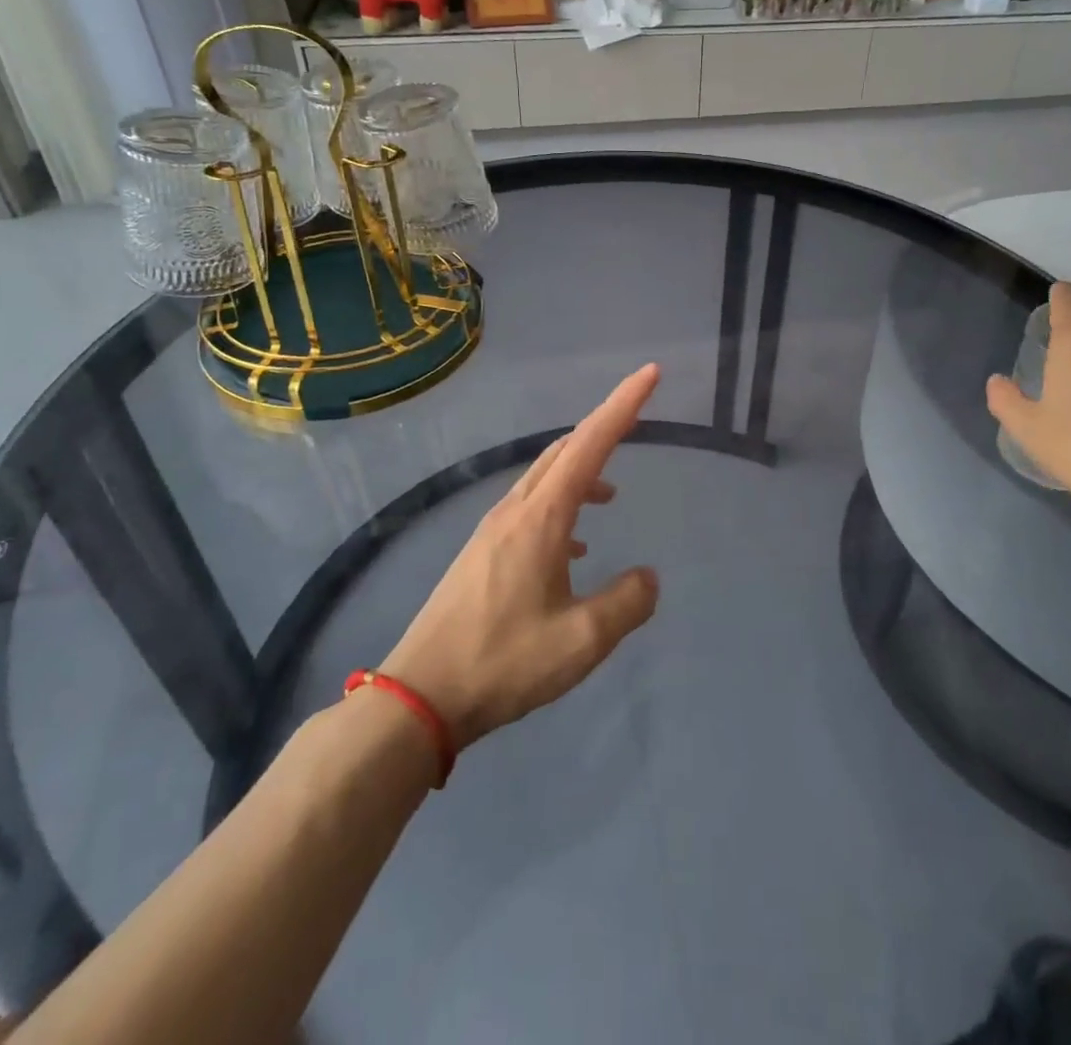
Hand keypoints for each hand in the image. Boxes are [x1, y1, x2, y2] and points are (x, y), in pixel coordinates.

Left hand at [379, 364, 662, 747]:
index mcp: (542, 517)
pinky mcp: (482, 551)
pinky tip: (573, 545)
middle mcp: (516, 510)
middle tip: (638, 416)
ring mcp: (493, 529)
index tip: (651, 373)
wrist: (419, 697)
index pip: (591, 443)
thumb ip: (626, 603)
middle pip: (565, 449)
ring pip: (545, 478)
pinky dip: (561, 505)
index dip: (623, 405)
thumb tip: (647, 577)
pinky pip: (531, 507)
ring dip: (582, 471)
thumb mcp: (582, 640)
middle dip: (604, 426)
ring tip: (612, 494)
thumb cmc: (504, 662)